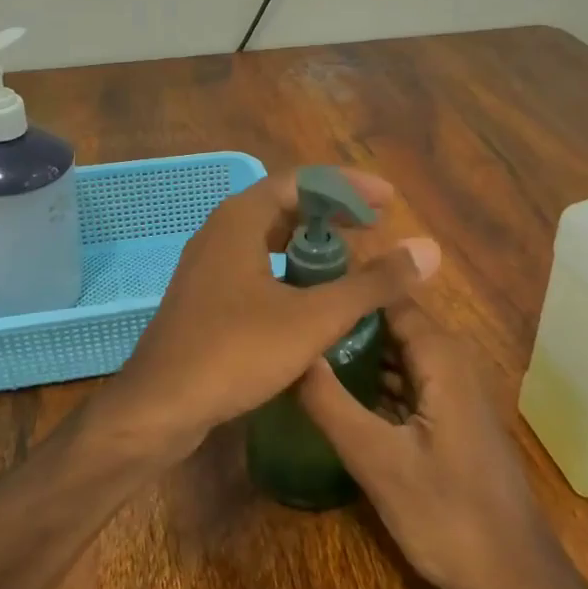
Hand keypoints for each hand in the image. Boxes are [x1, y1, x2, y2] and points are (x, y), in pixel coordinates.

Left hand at [106, 168, 440, 464]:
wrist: (160, 408)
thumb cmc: (235, 352)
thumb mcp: (313, 318)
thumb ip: (371, 284)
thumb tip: (428, 252)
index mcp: (240, 220)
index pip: (303, 181)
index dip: (349, 187)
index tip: (387, 201)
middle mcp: (220, 232)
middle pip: (284, 205)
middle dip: (332, 213)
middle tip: (374, 228)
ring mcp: (208, 267)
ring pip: (268, 239)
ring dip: (310, 244)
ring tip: (350, 261)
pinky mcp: (205, 298)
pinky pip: (255, 267)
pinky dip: (289, 271)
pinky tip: (312, 299)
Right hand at [299, 295, 564, 588]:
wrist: (515, 581)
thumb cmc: (448, 516)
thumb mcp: (377, 460)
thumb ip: (331, 403)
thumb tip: (291, 353)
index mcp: (441, 358)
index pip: (389, 298)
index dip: (347, 291)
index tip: (299, 289)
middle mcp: (452, 363)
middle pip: (392, 325)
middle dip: (346, 322)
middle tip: (292, 322)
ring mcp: (454, 393)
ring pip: (399, 356)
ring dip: (358, 353)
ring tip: (303, 350)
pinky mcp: (450, 421)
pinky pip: (407, 384)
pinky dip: (374, 382)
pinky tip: (337, 393)